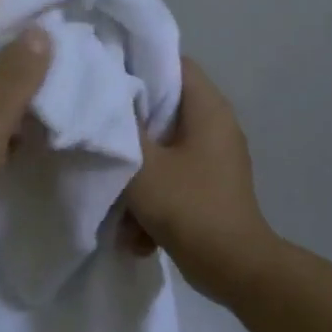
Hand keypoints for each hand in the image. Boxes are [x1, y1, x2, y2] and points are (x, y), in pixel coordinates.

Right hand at [123, 57, 276, 302]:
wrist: (233, 268)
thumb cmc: (189, 206)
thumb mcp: (142, 164)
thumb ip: (119, 129)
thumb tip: (105, 99)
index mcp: (208, 108)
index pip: (172, 63)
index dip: (136, 64)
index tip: (102, 78)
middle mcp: (216, 126)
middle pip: (163, 108)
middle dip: (129, 127)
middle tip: (98, 134)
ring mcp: (215, 159)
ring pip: (163, 149)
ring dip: (138, 174)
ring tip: (116, 197)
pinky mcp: (209, 188)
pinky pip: (173, 179)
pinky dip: (153, 199)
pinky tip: (136, 230)